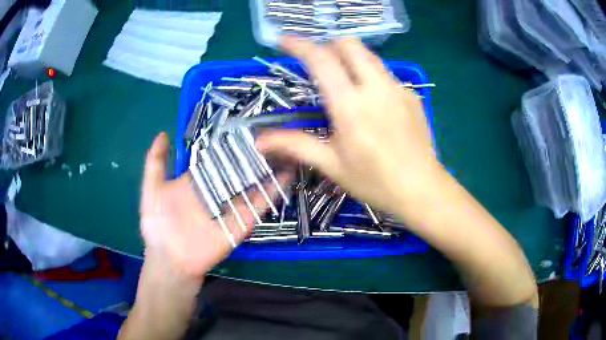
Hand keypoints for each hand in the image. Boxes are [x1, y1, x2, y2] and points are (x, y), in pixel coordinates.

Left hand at [140, 133, 282, 278]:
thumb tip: (163, 133)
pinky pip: (259, 206)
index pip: (217, 158)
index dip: (230, 144)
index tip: (246, 127)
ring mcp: (231, 207)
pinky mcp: (241, 223)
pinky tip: (286, 176)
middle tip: (272, 135)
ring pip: (252, 185)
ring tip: (284, 150)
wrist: (171, 259)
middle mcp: (217, 191)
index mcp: (198, 181)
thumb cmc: (158, 225)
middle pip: (238, 169)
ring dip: (267, 170)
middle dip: (253, 154)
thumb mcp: (152, 189)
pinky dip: (273, 193)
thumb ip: (156, 162)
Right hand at [257, 37, 443, 221]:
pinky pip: (385, 74)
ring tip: (343, 82)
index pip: (321, 60)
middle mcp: (376, 88)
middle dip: (328, 46)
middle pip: (349, 44)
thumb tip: (260, 141)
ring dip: (350, 59)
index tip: (283, 41)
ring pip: (369, 56)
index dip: (298, 45)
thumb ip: (295, 145)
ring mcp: (398, 88)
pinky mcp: (412, 95)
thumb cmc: (375, 182)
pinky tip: (372, 104)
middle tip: (316, 64)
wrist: (422, 190)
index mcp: (351, 105)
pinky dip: (370, 77)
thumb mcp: (332, 165)